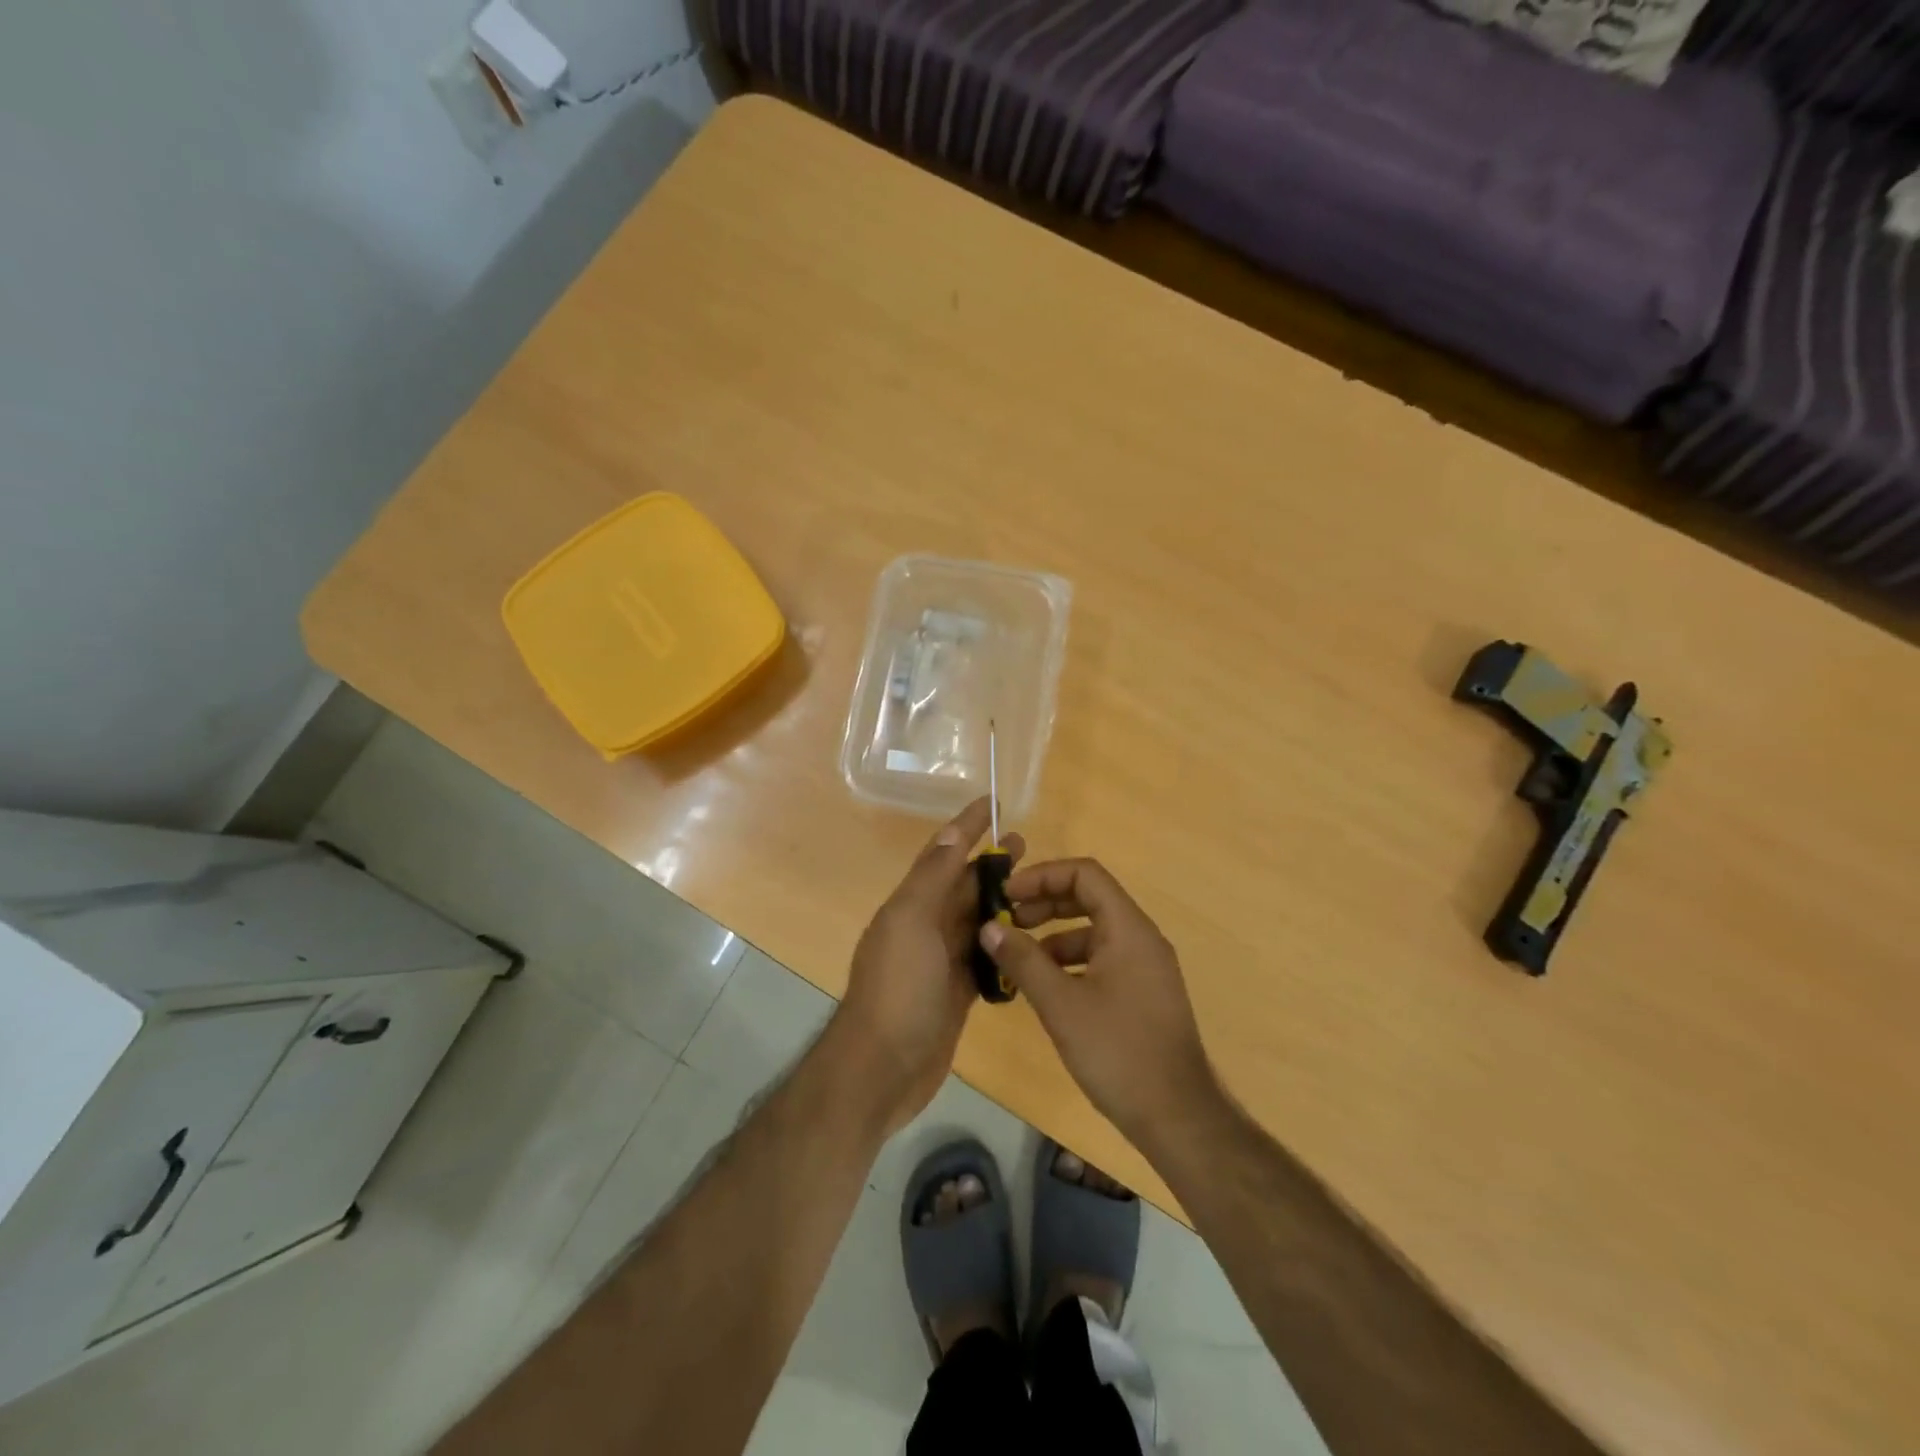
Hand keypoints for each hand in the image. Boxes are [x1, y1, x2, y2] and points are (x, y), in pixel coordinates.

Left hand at [838, 798, 1023, 1130]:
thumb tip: (950, 832)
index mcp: (910, 905)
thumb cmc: (898, 989)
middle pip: (961, 886)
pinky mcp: (955, 993)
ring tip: (1036, 889)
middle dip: (990, 864)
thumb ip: (932, 878)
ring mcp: (939, 962)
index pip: (942, 854)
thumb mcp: (911, 922)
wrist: (882, 1069)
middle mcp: (923, 927)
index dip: (966, 827)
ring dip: (999, 903)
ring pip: (974, 921)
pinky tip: (1028, 942)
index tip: (995, 804)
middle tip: (1027, 845)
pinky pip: (982, 960)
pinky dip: (1001, 946)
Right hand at [980, 858, 1217, 1147]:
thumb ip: (1022, 960)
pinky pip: (1102, 959)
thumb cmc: (1118, 1051)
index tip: (1007, 895)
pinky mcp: (1142, 994)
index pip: (1085, 874)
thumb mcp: (1061, 1004)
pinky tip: (1044, 988)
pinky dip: (1070, 962)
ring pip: (1093, 931)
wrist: (1177, 1117)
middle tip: (1006, 922)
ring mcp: (1145, 967)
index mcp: (1128, 928)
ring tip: (1017, 958)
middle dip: (1044, 904)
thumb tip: (989, 927)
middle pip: (1089, 898)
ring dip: (1053, 935)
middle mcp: (1141, 938)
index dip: (1042, 876)